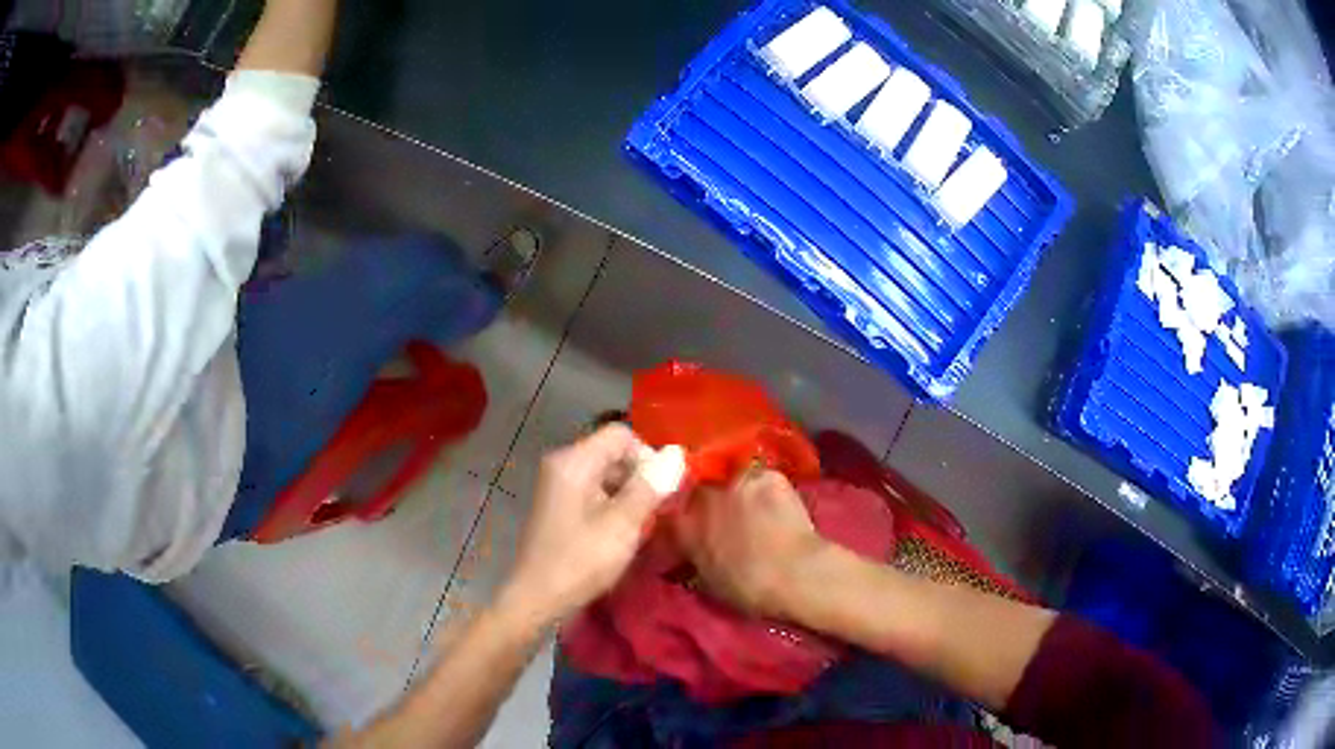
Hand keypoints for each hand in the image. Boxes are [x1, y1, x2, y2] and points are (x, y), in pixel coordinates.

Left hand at [499, 424, 670, 626]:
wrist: (537, 597)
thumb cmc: (581, 560)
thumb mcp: (622, 524)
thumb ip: (650, 486)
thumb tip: (676, 453)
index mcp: (573, 461)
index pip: (621, 435)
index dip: (647, 456)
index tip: (661, 490)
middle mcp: (562, 464)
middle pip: (612, 452)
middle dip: (639, 476)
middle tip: (654, 511)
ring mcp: (557, 484)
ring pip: (605, 473)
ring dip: (628, 493)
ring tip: (639, 525)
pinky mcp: (558, 504)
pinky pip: (593, 490)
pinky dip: (612, 504)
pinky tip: (620, 532)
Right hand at [675, 469, 827, 619]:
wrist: (794, 574)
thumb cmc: (749, 589)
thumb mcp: (708, 582)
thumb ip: (695, 560)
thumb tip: (693, 555)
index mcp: (685, 526)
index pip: (674, 513)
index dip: (687, 520)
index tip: (698, 530)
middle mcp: (705, 496)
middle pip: (704, 491)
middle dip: (713, 503)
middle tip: (730, 520)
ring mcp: (738, 481)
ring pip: (735, 481)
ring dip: (741, 493)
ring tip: (756, 510)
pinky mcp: (769, 475)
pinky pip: (764, 479)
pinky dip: (769, 490)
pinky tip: (778, 505)